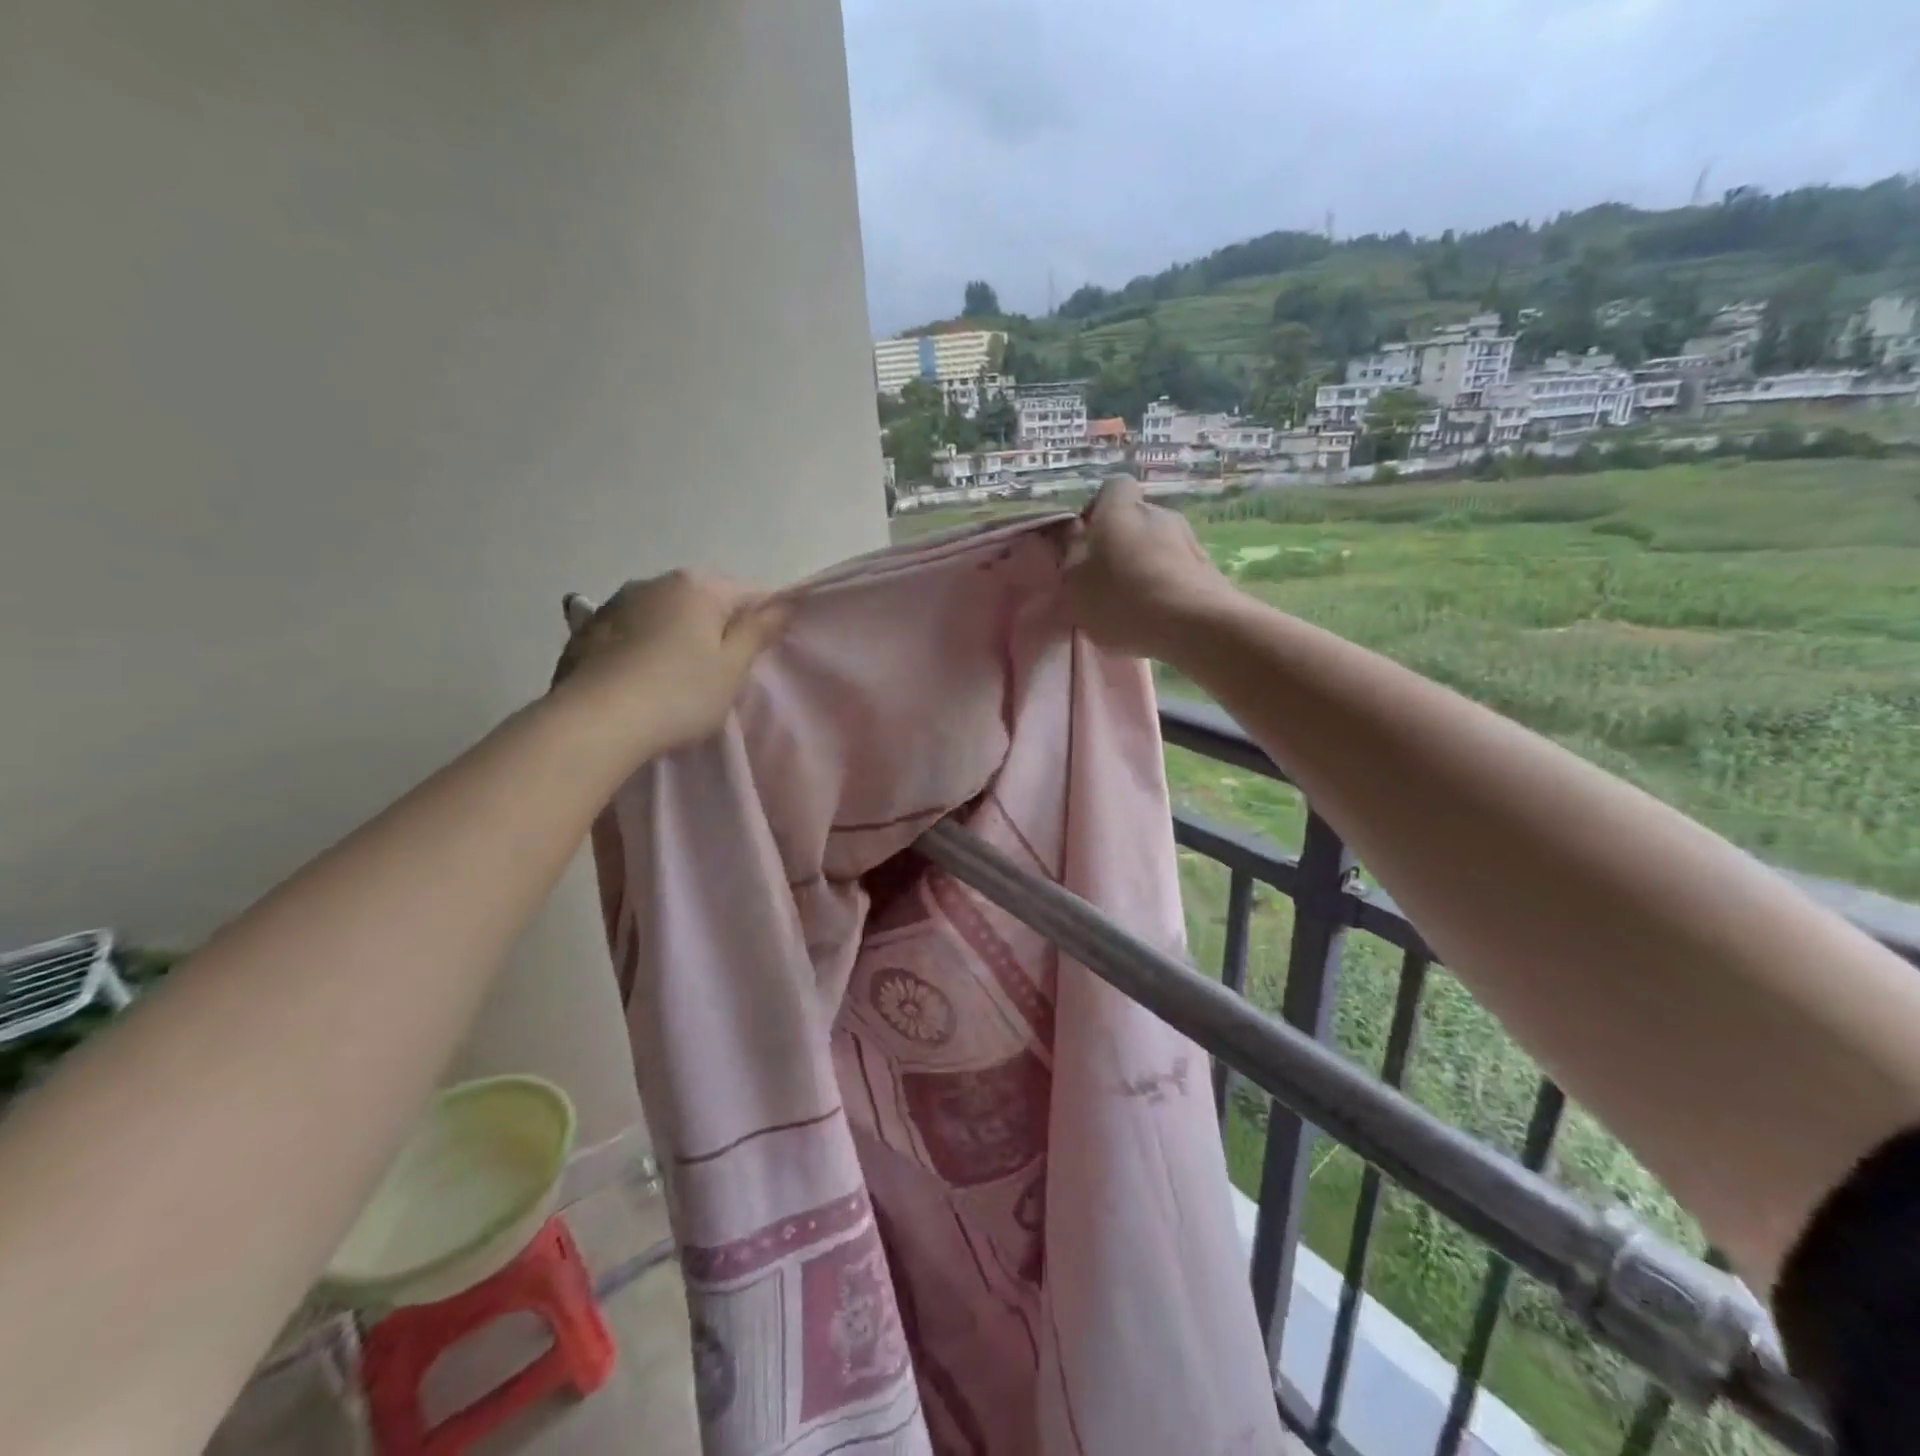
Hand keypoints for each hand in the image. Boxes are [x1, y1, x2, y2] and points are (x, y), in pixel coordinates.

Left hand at [552, 571, 789, 753]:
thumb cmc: (679, 693)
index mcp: (699, 585)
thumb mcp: (733, 667)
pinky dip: (643, 646)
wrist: (594, 722)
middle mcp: (656, 581)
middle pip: (705, 600)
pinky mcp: (586, 629)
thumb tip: (784, 604)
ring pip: (665, 613)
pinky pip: (631, 631)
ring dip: (678, 634)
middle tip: (723, 670)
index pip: (751, 592)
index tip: (763, 654)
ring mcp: (615, 602)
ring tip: (678, 675)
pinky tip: (641, 678)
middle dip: (719, 626)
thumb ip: (760, 631)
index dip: (765, 620)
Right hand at [1063, 478, 1233, 658]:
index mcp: (1120, 510)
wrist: (1193, 624)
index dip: (1097, 509)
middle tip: (1106, 578)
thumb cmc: (1121, 598)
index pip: (1112, 488)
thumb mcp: (1075, 580)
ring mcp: (1188, 538)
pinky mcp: (1207, 566)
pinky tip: (1158, 613)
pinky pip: (1176, 567)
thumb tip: (1072, 529)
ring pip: (1157, 544)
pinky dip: (1165, 582)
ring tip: (1134, 602)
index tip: (1086, 541)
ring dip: (1144, 564)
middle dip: (1120, 542)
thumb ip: (1069, 550)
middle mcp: (1157, 513)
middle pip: (1135, 518)